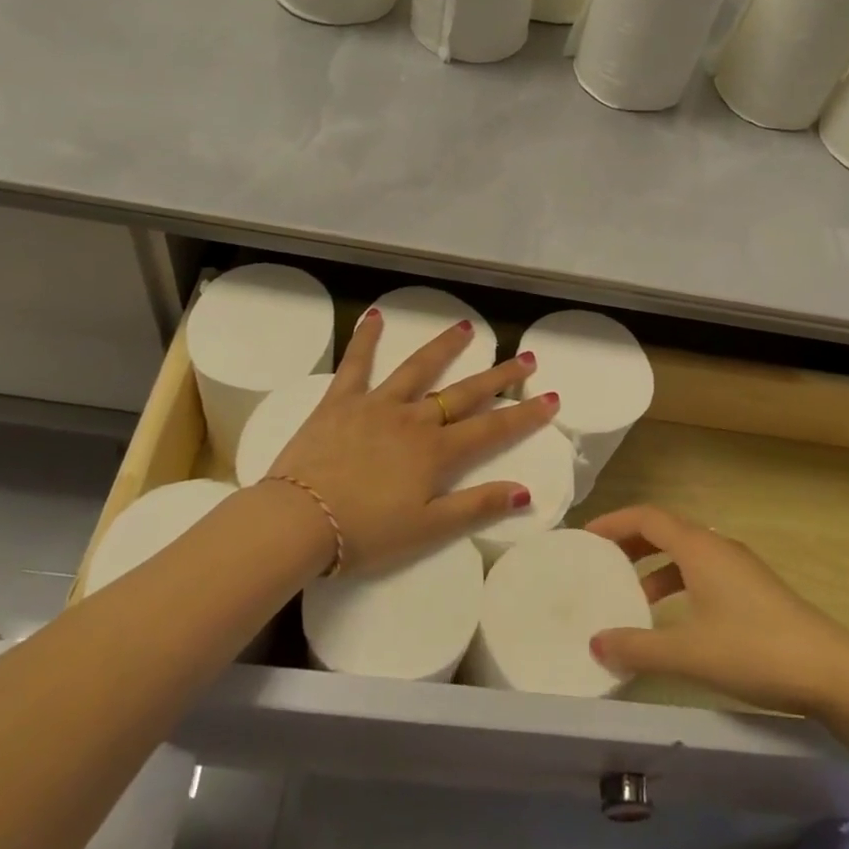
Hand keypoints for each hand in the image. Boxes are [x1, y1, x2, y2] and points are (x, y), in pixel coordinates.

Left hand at [265, 309, 555, 575]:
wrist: (297, 521)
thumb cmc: (364, 533)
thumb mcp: (427, 529)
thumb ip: (476, 507)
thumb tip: (525, 491)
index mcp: (436, 452)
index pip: (492, 428)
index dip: (524, 414)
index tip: (551, 397)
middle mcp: (413, 419)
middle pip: (463, 393)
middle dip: (498, 376)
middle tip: (525, 357)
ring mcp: (376, 405)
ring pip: (418, 369)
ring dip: (445, 347)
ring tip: (466, 327)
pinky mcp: (340, 401)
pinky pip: (356, 363)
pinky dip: (367, 338)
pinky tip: (376, 316)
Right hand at [586, 506, 848, 717]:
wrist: (831, 671)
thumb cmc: (754, 650)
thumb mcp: (689, 652)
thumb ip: (638, 647)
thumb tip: (595, 642)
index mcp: (699, 547)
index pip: (647, 517)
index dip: (614, 522)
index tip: (586, 536)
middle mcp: (718, 546)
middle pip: (665, 530)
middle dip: (631, 542)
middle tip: (601, 562)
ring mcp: (739, 566)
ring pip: (686, 552)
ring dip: (655, 566)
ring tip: (632, 596)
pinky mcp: (754, 588)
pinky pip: (703, 570)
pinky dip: (678, 582)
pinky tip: (675, 619)